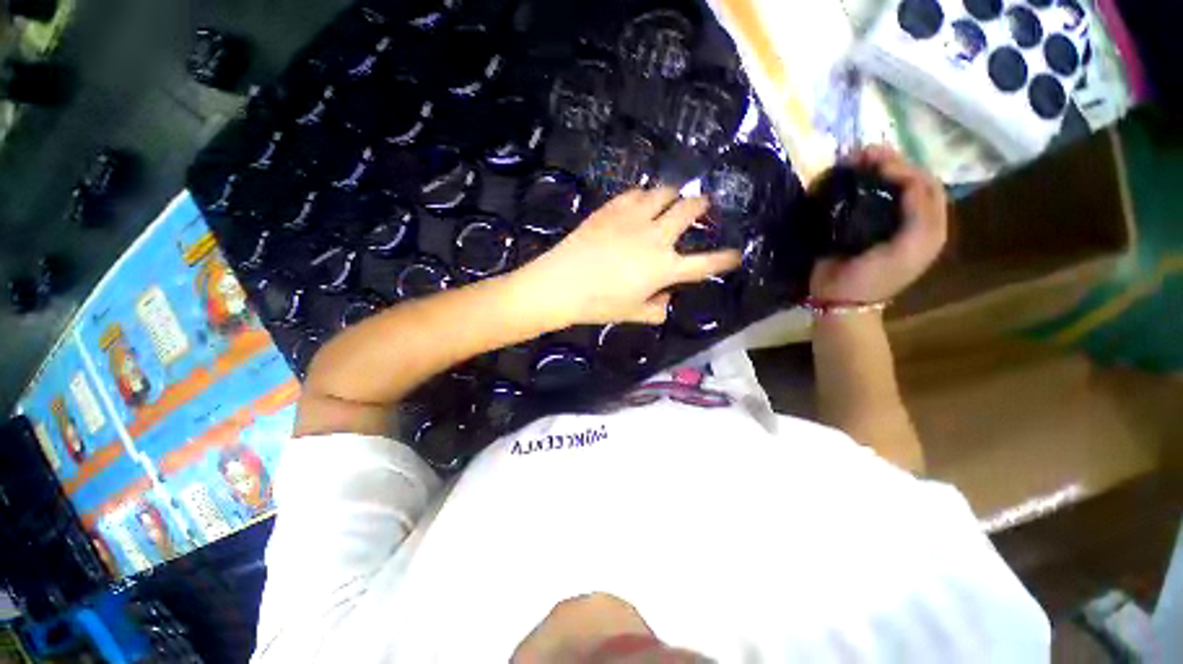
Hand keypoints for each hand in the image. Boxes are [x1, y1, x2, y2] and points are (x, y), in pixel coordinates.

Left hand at [513, 187, 741, 326]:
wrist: (561, 283)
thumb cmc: (599, 304)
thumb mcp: (633, 314)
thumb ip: (656, 308)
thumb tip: (666, 297)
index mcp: (665, 268)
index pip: (705, 264)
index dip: (724, 259)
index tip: (736, 255)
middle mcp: (656, 237)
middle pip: (689, 210)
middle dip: (702, 206)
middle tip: (703, 206)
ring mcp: (634, 218)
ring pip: (665, 193)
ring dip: (674, 194)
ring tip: (672, 198)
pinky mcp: (612, 208)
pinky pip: (636, 193)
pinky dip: (644, 195)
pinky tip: (641, 200)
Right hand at [810, 146, 947, 302]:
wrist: (839, 301)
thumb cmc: (872, 279)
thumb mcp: (907, 249)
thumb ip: (918, 215)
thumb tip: (904, 178)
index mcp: (929, 226)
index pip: (926, 183)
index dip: (905, 166)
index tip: (874, 161)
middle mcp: (912, 219)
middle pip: (909, 179)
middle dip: (889, 162)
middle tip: (860, 154)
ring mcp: (885, 221)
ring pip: (888, 185)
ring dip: (873, 170)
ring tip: (852, 161)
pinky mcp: (861, 225)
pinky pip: (867, 197)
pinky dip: (859, 184)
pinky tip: (848, 178)